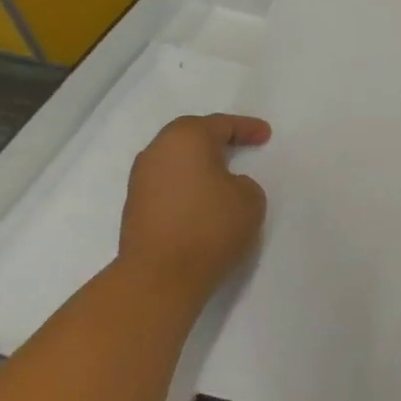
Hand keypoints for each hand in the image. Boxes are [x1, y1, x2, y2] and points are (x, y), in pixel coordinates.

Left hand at [117, 114, 270, 302]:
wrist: (160, 275)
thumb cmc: (210, 226)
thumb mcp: (250, 198)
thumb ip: (242, 182)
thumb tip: (223, 185)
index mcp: (186, 138)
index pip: (222, 125)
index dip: (247, 128)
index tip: (265, 134)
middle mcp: (158, 150)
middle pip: (192, 135)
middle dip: (217, 139)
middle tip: (241, 144)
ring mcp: (141, 178)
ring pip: (176, 159)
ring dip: (199, 162)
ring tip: (222, 173)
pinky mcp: (135, 204)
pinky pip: (168, 181)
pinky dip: (187, 183)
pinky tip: (202, 197)